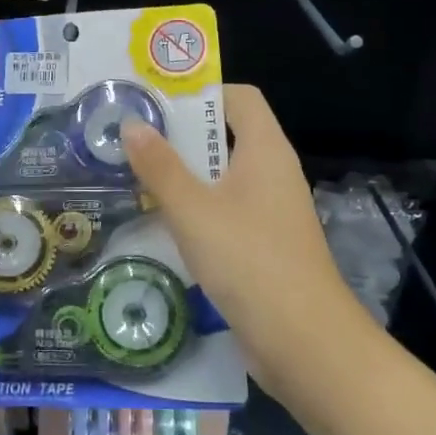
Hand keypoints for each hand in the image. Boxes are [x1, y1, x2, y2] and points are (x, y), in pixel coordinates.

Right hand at [122, 84, 366, 401]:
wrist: (303, 342)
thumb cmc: (249, 260)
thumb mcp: (193, 209)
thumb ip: (160, 166)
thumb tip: (131, 124)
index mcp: (266, 150)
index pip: (240, 98)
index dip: (201, 93)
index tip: (156, 104)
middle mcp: (273, 173)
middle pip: (227, 136)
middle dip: (181, 136)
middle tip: (132, 140)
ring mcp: (271, 212)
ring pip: (223, 178)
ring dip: (184, 176)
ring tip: (136, 178)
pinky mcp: (264, 246)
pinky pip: (226, 212)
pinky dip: (196, 210)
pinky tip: (162, 224)